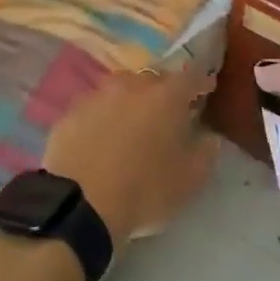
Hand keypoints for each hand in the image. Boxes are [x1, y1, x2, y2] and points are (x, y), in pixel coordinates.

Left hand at [44, 65, 220, 240]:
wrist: (81, 203)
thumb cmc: (145, 190)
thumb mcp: (190, 181)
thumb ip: (205, 153)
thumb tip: (208, 138)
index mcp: (166, 96)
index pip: (191, 76)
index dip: (201, 82)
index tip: (206, 90)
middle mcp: (132, 86)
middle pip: (153, 80)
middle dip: (164, 92)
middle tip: (168, 114)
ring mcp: (97, 96)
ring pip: (121, 90)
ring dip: (131, 102)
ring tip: (133, 126)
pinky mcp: (71, 113)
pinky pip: (95, 109)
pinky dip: (103, 118)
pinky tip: (102, 140)